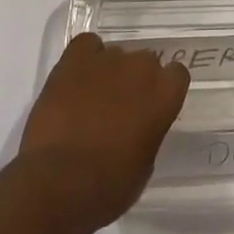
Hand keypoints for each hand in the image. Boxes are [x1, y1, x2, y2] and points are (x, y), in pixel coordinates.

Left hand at [16, 34, 189, 229]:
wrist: (56, 184)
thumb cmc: (107, 188)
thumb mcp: (143, 166)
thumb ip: (149, 132)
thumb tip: (139, 124)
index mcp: (164, 96)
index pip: (177, 74)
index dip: (164, 89)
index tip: (152, 107)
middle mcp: (141, 68)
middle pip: (145, 62)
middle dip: (135, 81)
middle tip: (119, 108)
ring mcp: (107, 59)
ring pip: (116, 55)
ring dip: (109, 73)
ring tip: (91, 99)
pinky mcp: (74, 59)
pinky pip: (87, 44)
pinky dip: (85, 57)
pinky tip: (77, 79)